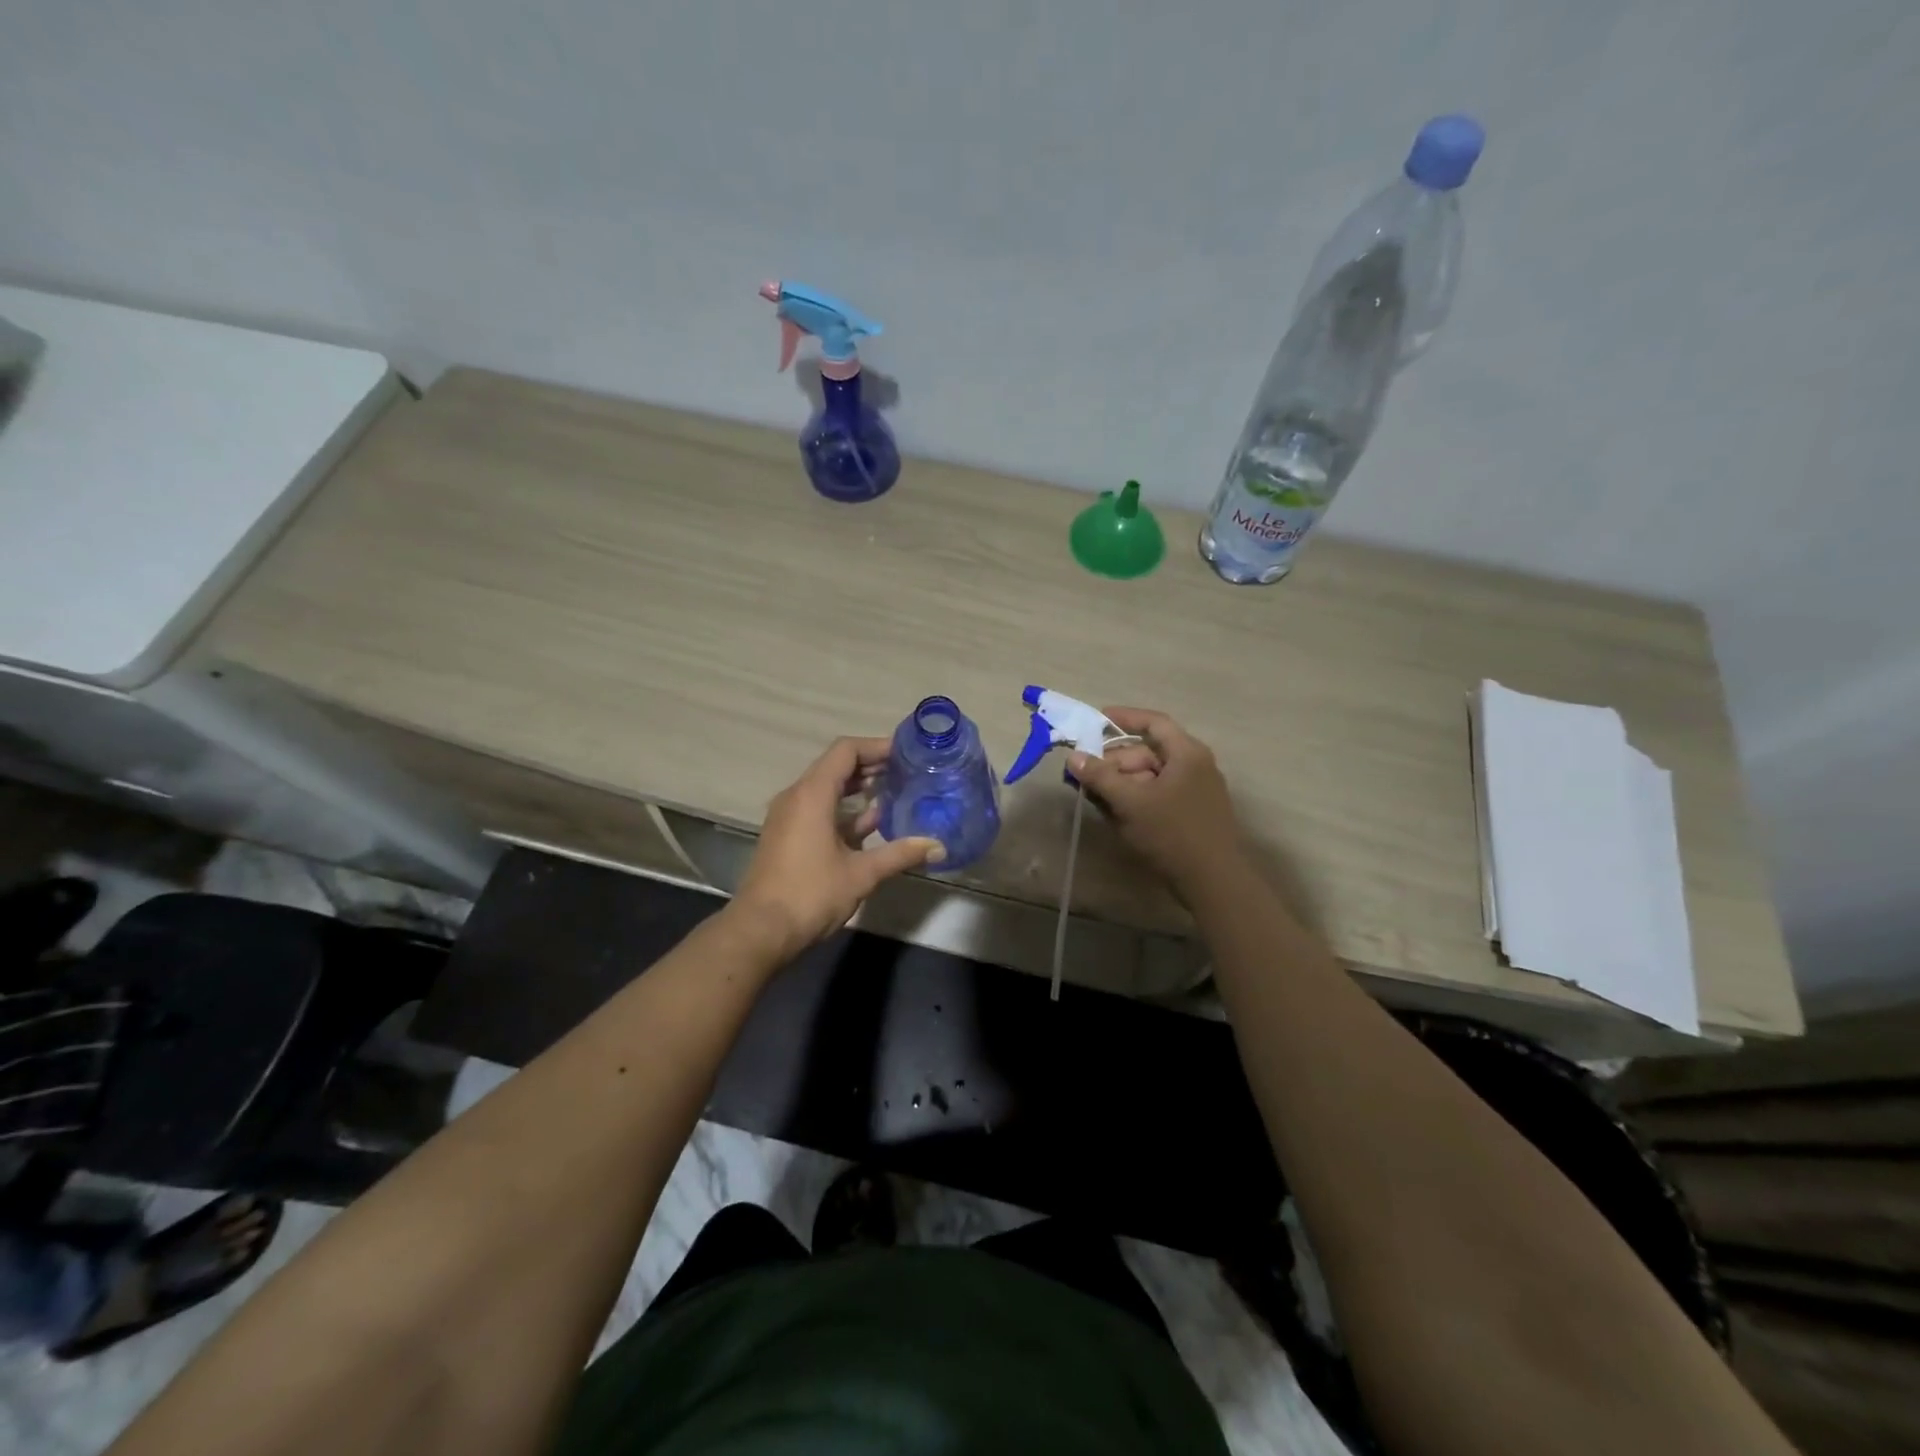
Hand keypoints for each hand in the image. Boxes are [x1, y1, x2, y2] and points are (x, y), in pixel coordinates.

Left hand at [727, 736, 943, 963]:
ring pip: (827, 789)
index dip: (876, 746)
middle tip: (907, 771)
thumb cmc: (810, 894)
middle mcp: (797, 797)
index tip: (906, 753)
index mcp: (812, 794)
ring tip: (895, 793)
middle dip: (871, 766)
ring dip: (858, 789)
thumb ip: (900, 854)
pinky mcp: (787, 836)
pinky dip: (844, 810)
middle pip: (836, 766)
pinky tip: (872, 824)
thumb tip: (938, 846)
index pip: (845, 751)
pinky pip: (818, 809)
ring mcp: (789, 817)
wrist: (760, 930)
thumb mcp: (861, 873)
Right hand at [1068, 707, 1242, 899]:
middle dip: (1114, 761)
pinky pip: (1159, 794)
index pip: (1154, 723)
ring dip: (1122, 782)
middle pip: (1148, 752)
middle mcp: (1195, 765)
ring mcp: (1197, 790)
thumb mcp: (1130, 802)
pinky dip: (1136, 798)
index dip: (1124, 718)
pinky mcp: (1193, 813)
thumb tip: (1073, 757)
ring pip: (1151, 776)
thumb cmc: (1171, 833)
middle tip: (1086, 775)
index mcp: (1187, 753)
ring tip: (1095, 796)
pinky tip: (1116, 813)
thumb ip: (1100, 777)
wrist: (1213, 882)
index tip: (1096, 719)